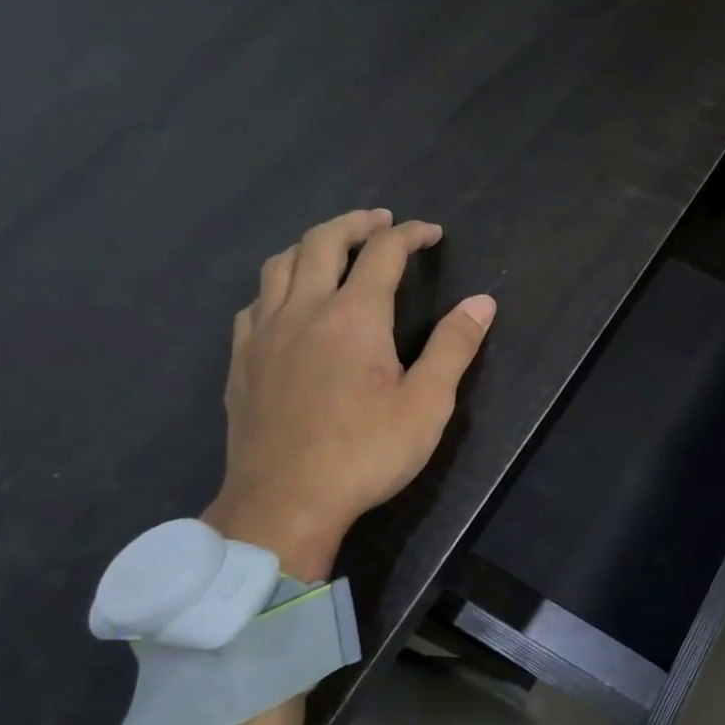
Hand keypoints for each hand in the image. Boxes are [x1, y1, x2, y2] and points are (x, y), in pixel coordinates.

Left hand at [201, 209, 495, 580]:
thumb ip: (454, 347)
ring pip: (279, 265)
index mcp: (353, 316)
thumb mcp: (427, 404)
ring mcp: (264, 334)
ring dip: (311, 245)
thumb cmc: (366, 453)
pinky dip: (278, 284)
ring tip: (333, 248)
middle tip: (380, 221)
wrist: (285, 502)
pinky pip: (255, 302)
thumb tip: (482, 302)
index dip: (409, 235)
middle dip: (356, 223)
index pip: (383, 254)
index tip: (431, 232)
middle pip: (322, 242)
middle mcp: (303, 310)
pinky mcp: (241, 361)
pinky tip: (287, 302)